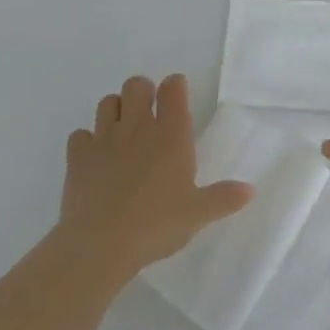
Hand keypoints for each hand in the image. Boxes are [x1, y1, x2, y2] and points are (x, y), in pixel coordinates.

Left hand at [59, 73, 253, 277]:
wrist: (101, 244)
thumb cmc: (156, 224)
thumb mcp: (197, 214)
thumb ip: (223, 198)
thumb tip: (251, 190)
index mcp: (170, 133)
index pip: (173, 87)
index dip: (175, 87)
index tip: (178, 97)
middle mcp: (137, 125)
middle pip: (136, 84)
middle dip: (143, 92)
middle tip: (149, 115)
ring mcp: (104, 137)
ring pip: (107, 102)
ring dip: (116, 110)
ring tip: (122, 132)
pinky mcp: (78, 156)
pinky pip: (80, 135)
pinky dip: (86, 141)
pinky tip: (94, 158)